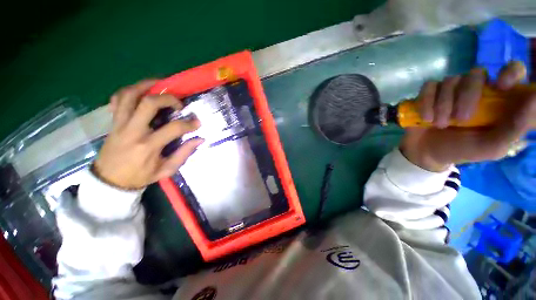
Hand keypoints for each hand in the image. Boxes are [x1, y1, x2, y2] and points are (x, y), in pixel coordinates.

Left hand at [93, 80, 203, 188]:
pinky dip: (128, 92)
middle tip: (178, 103)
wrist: (109, 181)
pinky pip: (117, 100)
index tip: (197, 122)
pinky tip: (140, 93)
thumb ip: (184, 154)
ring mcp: (120, 124)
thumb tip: (199, 139)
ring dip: (146, 86)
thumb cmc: (140, 176)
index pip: (173, 128)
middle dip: (168, 98)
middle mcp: (133, 131)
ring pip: (129, 95)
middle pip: (149, 103)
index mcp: (148, 146)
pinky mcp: (113, 122)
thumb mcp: (166, 170)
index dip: (189, 124)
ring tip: (160, 85)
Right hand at [400, 61, 535, 171]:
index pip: (512, 70)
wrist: (428, 153)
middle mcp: (476, 89)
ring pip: (450, 81)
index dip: (510, 72)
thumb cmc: (463, 150)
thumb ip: (515, 127)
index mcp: (497, 99)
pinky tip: (426, 118)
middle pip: (476, 73)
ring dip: (443, 105)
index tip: (502, 86)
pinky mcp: (429, 94)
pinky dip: (426, 102)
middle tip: (461, 119)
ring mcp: (451, 89)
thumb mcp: (492, 146)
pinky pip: (429, 87)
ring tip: (440, 125)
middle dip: (467, 96)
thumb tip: (535, 99)